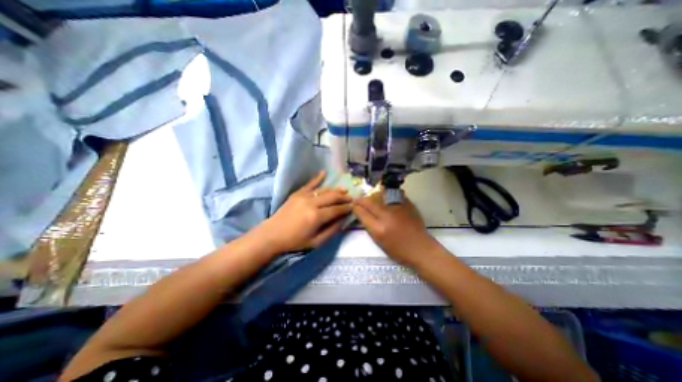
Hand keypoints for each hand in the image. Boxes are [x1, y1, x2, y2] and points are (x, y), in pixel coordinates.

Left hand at [260, 172, 350, 251]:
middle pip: (332, 197)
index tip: (354, 207)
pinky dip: (317, 178)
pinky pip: (309, 184)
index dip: (346, 208)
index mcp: (316, 217)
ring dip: (335, 190)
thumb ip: (332, 230)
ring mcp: (304, 196)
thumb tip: (344, 220)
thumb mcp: (316, 242)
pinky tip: (324, 173)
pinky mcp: (297, 193)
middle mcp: (312, 203)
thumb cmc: (295, 241)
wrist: (272, 235)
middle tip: (351, 198)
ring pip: (324, 190)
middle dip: (344, 197)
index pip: (336, 209)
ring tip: (344, 190)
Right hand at [351, 191, 436, 264]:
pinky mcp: (407, 204)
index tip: (353, 205)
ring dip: (372, 195)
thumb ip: (369, 226)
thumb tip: (361, 213)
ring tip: (371, 197)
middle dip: (361, 199)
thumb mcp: (379, 241)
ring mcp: (398, 208)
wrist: (421, 248)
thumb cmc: (398, 250)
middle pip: (369, 202)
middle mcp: (387, 216)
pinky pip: (393, 194)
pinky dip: (386, 194)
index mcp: (379, 229)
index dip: (355, 207)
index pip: (362, 213)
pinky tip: (385, 197)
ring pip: (380, 195)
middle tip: (358, 199)